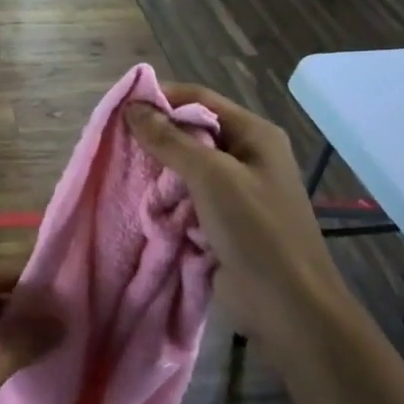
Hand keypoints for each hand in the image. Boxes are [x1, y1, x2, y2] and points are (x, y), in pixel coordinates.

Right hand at [125, 85, 349, 341]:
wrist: (287, 305)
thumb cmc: (255, 230)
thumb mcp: (211, 176)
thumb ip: (170, 140)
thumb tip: (132, 107)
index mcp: (254, 134)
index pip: (199, 99)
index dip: (161, 98)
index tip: (119, 109)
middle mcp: (246, 156)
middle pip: (191, 131)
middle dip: (155, 137)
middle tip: (116, 144)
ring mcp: (235, 190)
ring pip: (185, 167)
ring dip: (157, 171)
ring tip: (123, 173)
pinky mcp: (222, 220)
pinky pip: (186, 197)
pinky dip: (165, 199)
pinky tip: (142, 203)